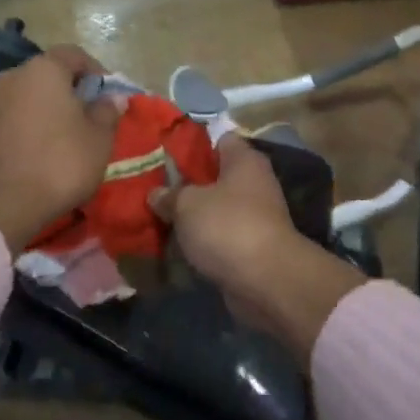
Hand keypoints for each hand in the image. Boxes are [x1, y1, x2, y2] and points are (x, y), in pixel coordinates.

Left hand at [0, 47, 124, 255]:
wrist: (3, 206)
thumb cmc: (60, 164)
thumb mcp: (99, 139)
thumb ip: (107, 111)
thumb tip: (114, 96)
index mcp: (43, 70)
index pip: (74, 54)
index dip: (96, 70)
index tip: (109, 94)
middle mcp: (11, 76)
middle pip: (47, 74)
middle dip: (69, 90)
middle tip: (88, 115)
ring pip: (26, 95)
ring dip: (46, 108)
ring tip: (63, 135)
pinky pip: (10, 117)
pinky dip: (27, 125)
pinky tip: (38, 150)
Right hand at [152, 135, 368, 360]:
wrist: (265, 280)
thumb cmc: (227, 226)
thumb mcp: (187, 204)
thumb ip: (169, 195)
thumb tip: (156, 193)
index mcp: (245, 160)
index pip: (218, 139)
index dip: (191, 145)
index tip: (163, 155)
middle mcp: (255, 183)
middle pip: (215, 176)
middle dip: (186, 184)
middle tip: (153, 189)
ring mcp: (256, 216)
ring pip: (216, 208)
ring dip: (192, 215)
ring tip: (158, 218)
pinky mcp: (251, 246)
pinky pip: (220, 235)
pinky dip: (202, 240)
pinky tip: (176, 245)